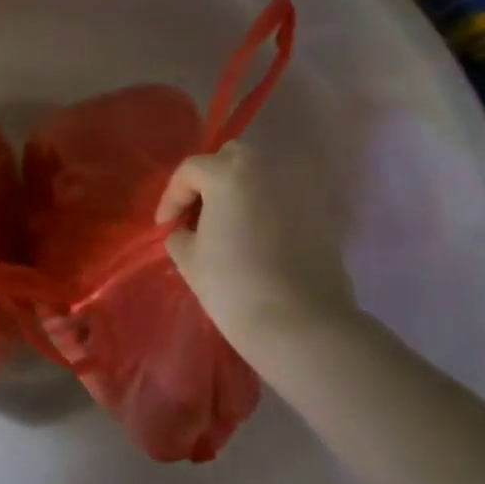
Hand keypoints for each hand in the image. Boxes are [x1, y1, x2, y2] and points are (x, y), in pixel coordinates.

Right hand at [158, 142, 358, 367]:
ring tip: (228, 227)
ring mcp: (298, 190)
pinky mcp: (320, 215)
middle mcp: (266, 169)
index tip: (163, 226)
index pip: (191, 170)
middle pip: (231, 159)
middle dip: (210, 180)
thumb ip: (180, 235)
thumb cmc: (234, 286)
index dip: (171, 197)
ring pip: (261, 177)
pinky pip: (283, 201)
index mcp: (229, 173)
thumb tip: (186, 232)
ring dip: (240, 193)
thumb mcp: (190, 260)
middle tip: (197, 213)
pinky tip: (258, 242)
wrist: (301, 324)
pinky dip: (267, 211)